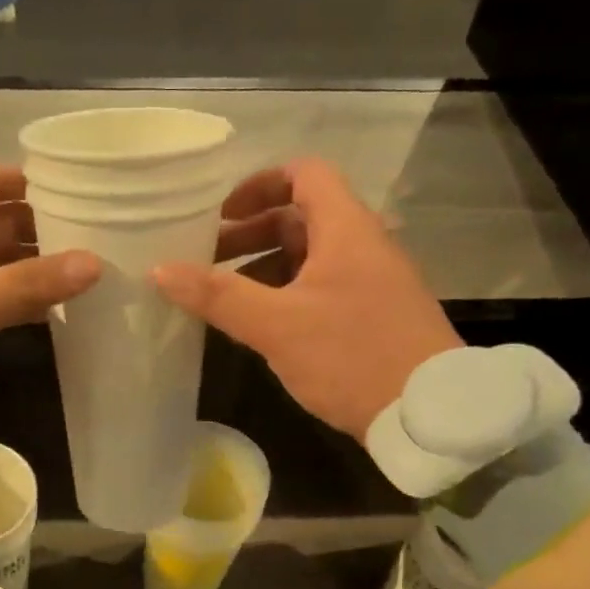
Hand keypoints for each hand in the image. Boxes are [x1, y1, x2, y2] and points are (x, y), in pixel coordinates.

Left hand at [0, 166, 99, 433]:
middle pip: (0, 225)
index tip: (71, 187)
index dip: (24, 179)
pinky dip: (23, 304)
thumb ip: (27, 284)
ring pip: (1, 268)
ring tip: (88, 275)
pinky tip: (57, 314)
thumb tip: (94, 263)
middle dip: (43, 227)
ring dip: (37, 269)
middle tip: (96, 236)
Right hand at [153, 159, 461, 440]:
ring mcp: (371, 282)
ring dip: (265, 268)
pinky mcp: (373, 316)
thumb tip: (161, 270)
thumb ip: (218, 296)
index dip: (259, 185)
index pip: (304, 175)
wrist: (429, 413)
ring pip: (310, 257)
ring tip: (224, 297)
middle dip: (250, 234)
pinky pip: (322, 288)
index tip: (221, 215)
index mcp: (345, 229)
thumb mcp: (277, 326)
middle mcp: (362, 245)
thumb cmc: (352, 356)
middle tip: (207, 260)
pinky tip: (262, 326)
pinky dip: (286, 294)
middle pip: (302, 217)